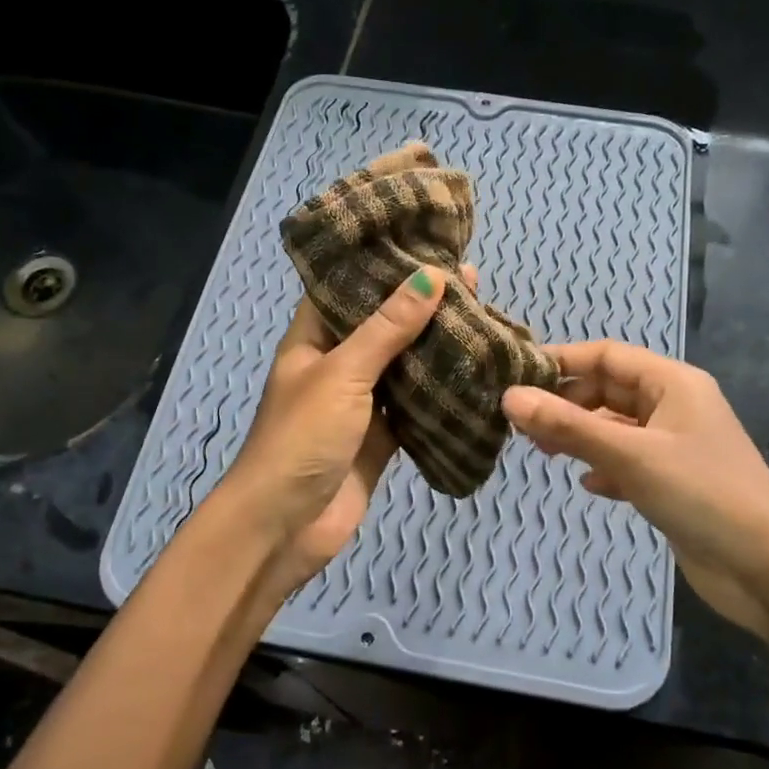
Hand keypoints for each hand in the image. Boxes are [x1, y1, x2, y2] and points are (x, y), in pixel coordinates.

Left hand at [217, 266, 468, 608]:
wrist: (285, 527)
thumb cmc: (302, 438)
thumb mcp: (342, 373)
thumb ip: (387, 327)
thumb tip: (432, 276)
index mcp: (313, 340)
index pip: (346, 286)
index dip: (381, 264)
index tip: (425, 241)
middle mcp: (337, 365)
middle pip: (382, 325)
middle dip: (421, 305)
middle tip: (472, 280)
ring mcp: (361, 404)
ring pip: (403, 366)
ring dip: (436, 347)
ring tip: (483, 316)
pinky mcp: (382, 438)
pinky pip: (415, 407)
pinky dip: (441, 394)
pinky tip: (476, 373)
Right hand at [502, 341, 768, 638]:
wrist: (768, 571)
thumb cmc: (703, 496)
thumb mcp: (630, 456)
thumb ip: (568, 426)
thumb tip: (509, 398)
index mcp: (674, 384)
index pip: (607, 355)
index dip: (561, 362)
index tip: (515, 378)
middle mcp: (675, 407)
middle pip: (609, 390)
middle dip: (567, 403)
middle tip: (523, 425)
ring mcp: (676, 446)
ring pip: (616, 427)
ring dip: (581, 436)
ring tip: (542, 452)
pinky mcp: (674, 482)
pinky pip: (628, 461)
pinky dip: (604, 467)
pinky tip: (588, 484)